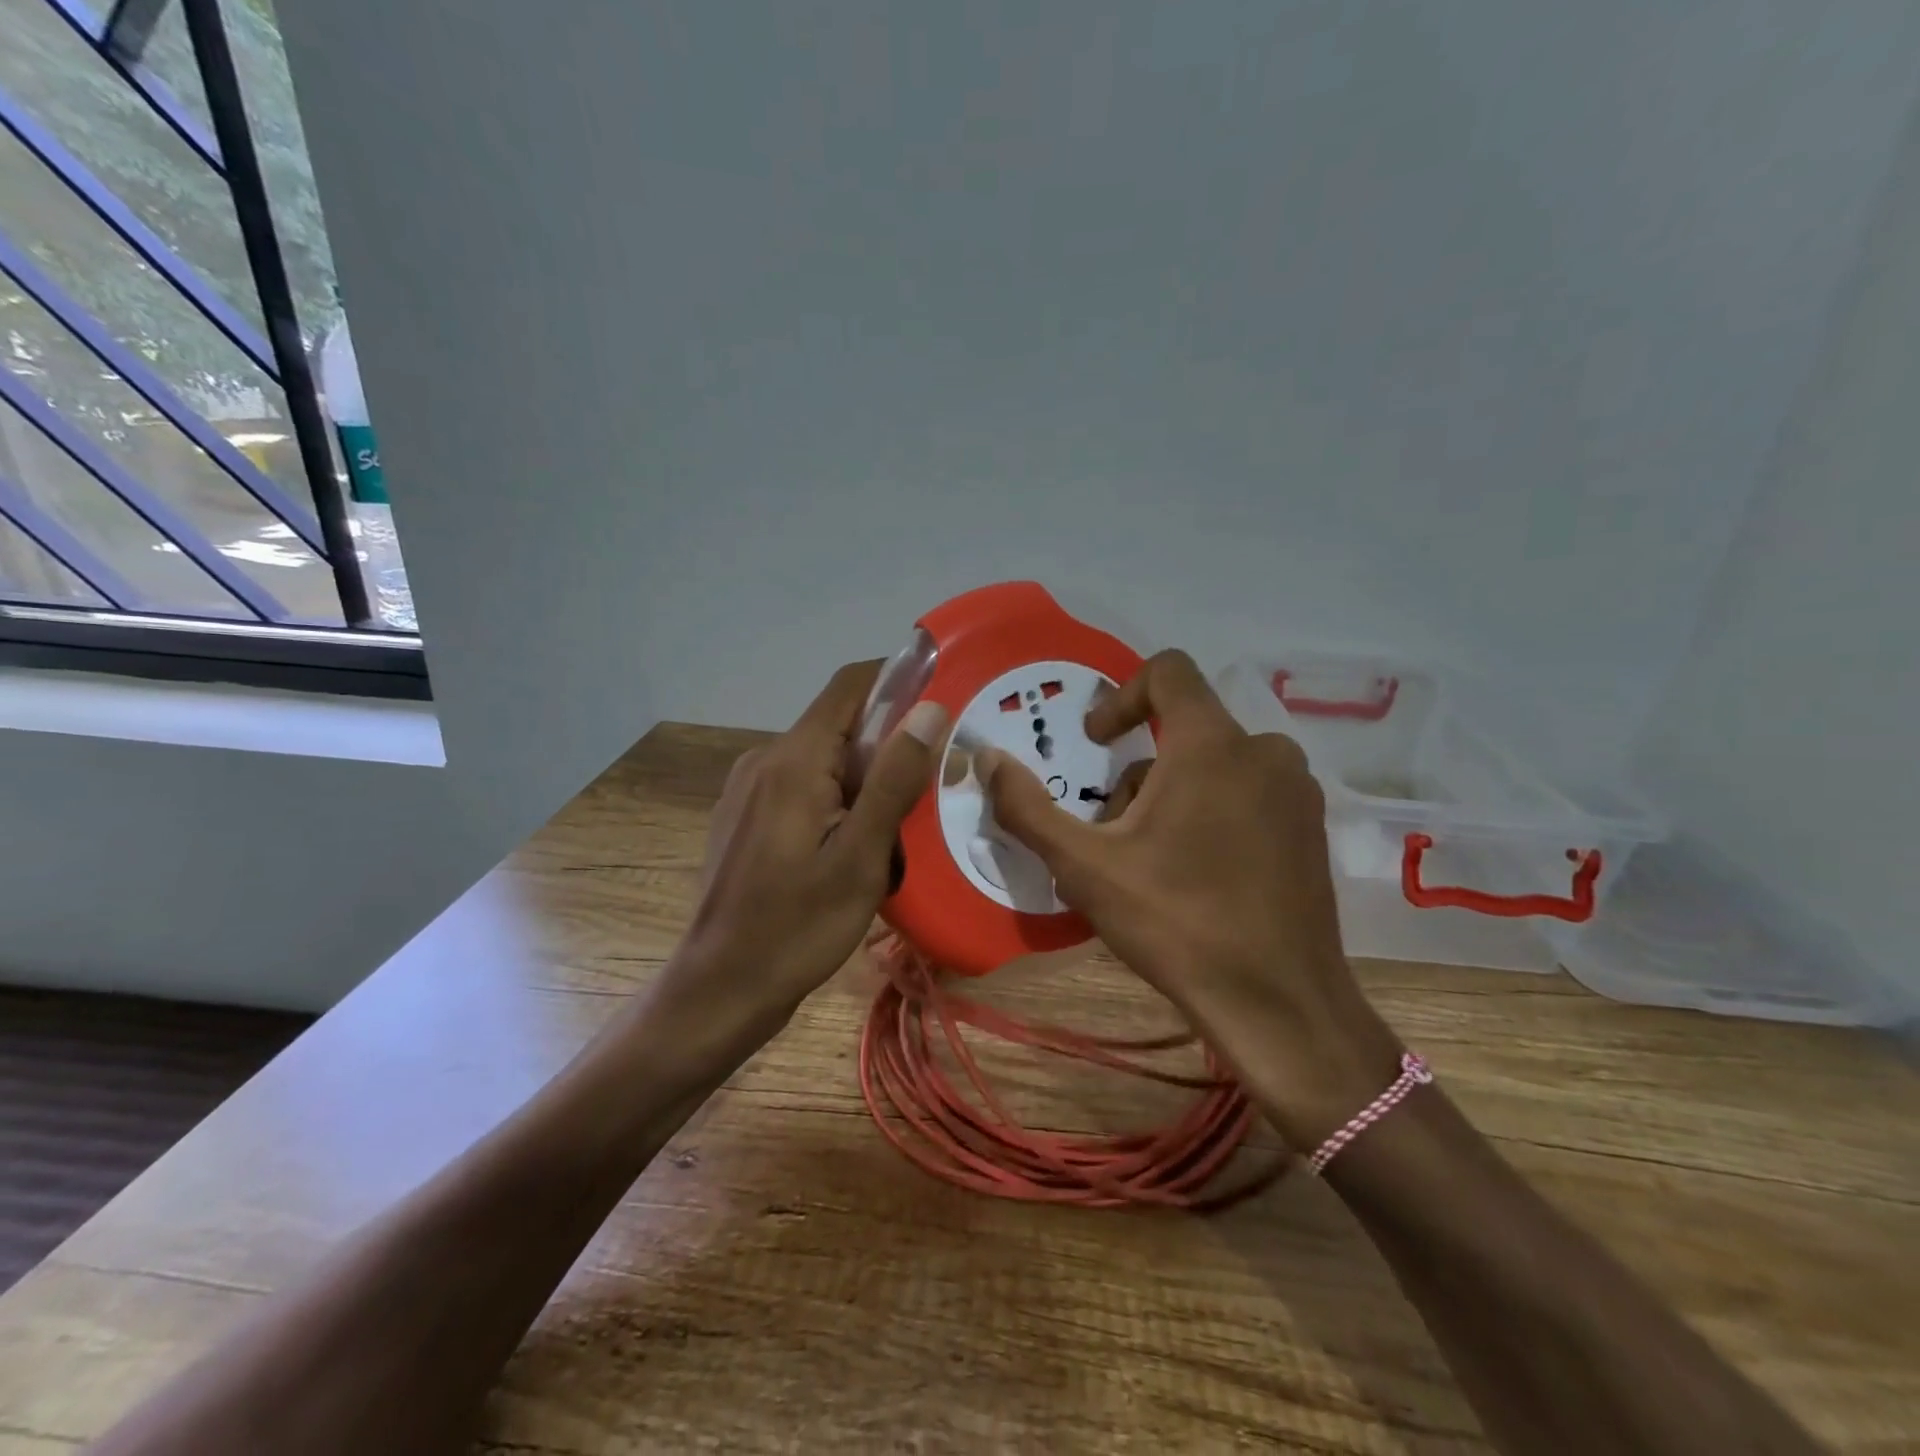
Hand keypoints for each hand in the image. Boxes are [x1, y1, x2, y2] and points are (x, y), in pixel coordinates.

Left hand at [658, 661, 948, 1045]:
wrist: (720, 988)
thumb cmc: (797, 927)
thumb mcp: (861, 857)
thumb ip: (895, 780)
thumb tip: (930, 709)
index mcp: (793, 760)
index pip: (851, 686)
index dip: (899, 679)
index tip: (944, 699)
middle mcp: (765, 760)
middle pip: (840, 724)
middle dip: (889, 745)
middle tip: (933, 785)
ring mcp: (750, 788)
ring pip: (824, 759)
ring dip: (866, 779)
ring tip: (899, 829)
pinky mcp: (746, 816)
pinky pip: (803, 786)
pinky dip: (839, 800)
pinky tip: (856, 847)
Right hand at [972, 649, 1402, 1148]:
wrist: (1280, 1005)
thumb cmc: (1178, 923)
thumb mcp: (1086, 866)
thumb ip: (1028, 807)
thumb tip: (986, 758)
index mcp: (1213, 744)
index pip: (1169, 671)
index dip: (1121, 695)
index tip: (1096, 744)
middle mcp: (1265, 751)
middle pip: (1185, 730)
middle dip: (1138, 771)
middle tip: (1110, 831)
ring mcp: (1296, 791)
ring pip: (1216, 765)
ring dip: (1172, 795)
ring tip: (1147, 862)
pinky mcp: (1311, 829)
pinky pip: (1249, 794)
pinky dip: (1212, 812)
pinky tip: (1196, 876)